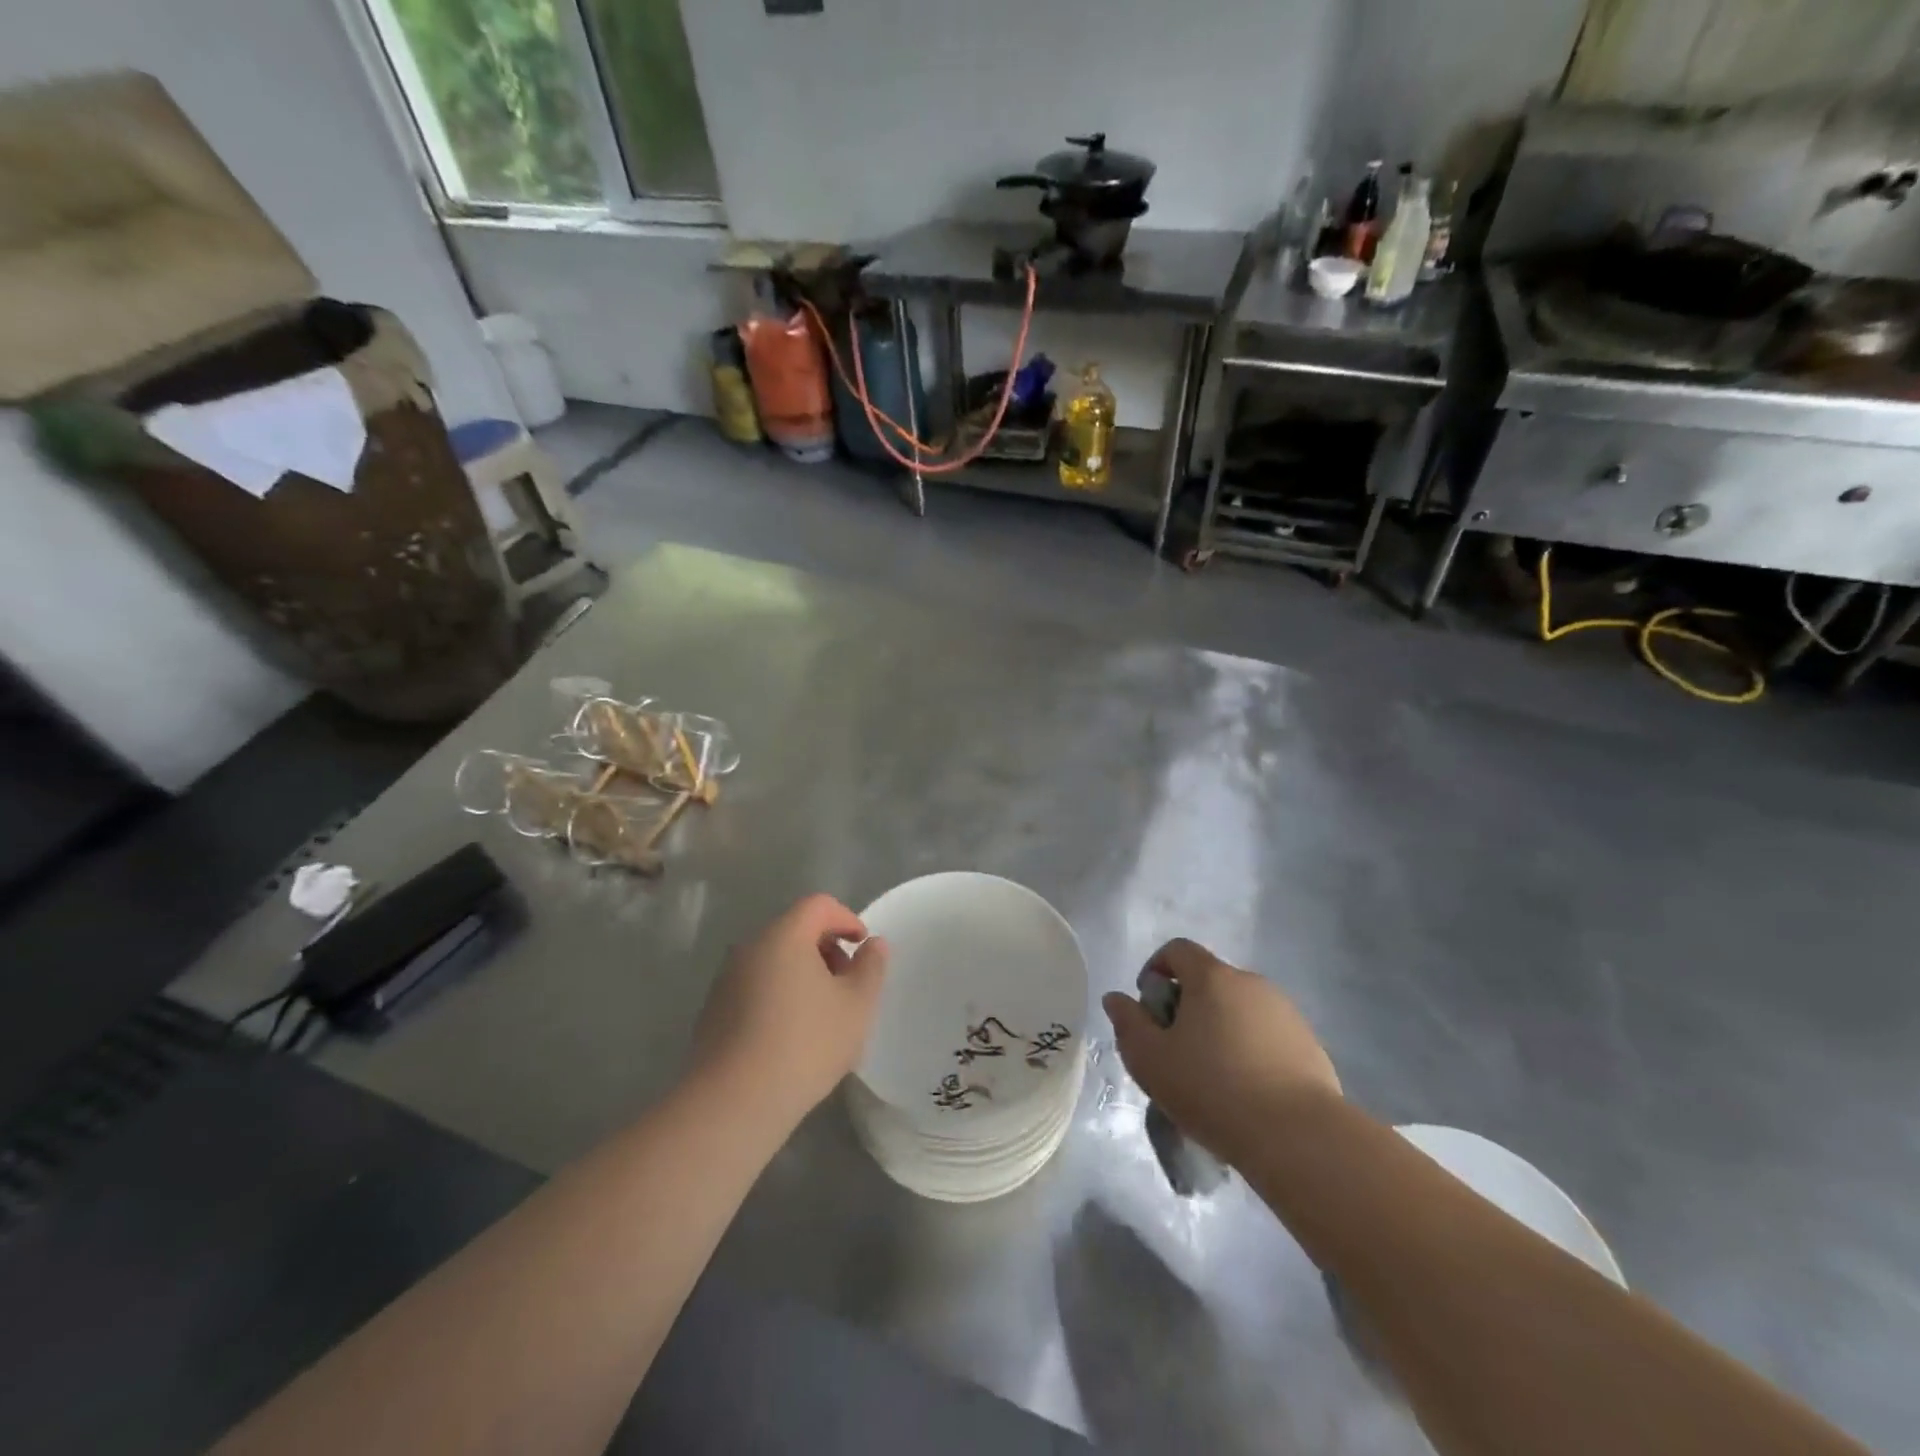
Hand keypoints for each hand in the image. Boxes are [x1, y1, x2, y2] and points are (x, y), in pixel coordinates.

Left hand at [690, 894, 888, 1130]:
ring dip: (803, 974)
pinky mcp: (714, 1011)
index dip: (847, 919)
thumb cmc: (805, 1044)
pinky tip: (790, 1036)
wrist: (733, 1103)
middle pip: (794, 930)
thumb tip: (872, 944)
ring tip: (822, 1015)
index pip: (819, 905)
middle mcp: (750, 947)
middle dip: (826, 949)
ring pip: (774, 960)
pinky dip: (779, 995)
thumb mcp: (856, 1006)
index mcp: (784, 936)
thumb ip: (870, 967)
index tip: (863, 949)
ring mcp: (726, 979)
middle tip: (847, 985)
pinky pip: (755, 986)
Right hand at [1102, 939, 1339, 1167]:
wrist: (1298, 1136)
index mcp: (1212, 977)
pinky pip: (1268, 1036)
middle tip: (1176, 1050)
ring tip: (1213, 1077)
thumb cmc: (1213, 1089)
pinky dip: (1251, 1051)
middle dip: (1188, 1006)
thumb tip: (1116, 999)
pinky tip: (1247, 1092)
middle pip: (1210, 981)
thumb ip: (1128, 1023)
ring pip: (1240, 1010)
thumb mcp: (1150, 1060)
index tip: (1149, 1007)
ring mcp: (1286, 1013)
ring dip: (1221, 1029)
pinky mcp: (1310, 1045)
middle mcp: (1252, 983)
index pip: (1178, 950)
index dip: (1156, 969)